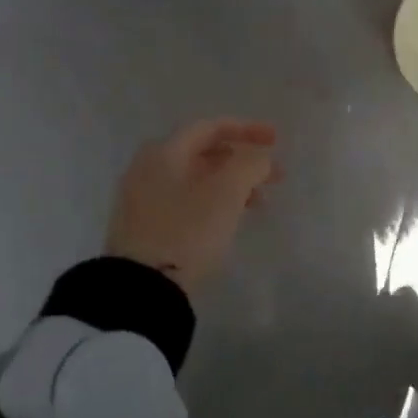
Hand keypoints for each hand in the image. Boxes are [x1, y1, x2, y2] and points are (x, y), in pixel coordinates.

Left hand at [104, 119, 281, 294]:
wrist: (141, 290)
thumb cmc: (187, 230)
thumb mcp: (227, 192)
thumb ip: (250, 164)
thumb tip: (259, 158)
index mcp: (164, 151)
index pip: (210, 127)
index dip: (247, 129)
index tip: (276, 141)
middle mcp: (148, 167)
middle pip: (203, 152)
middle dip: (243, 160)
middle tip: (274, 176)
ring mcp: (142, 199)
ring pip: (197, 179)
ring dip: (232, 184)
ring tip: (260, 202)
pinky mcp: (145, 228)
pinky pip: (187, 201)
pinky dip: (214, 201)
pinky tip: (231, 219)